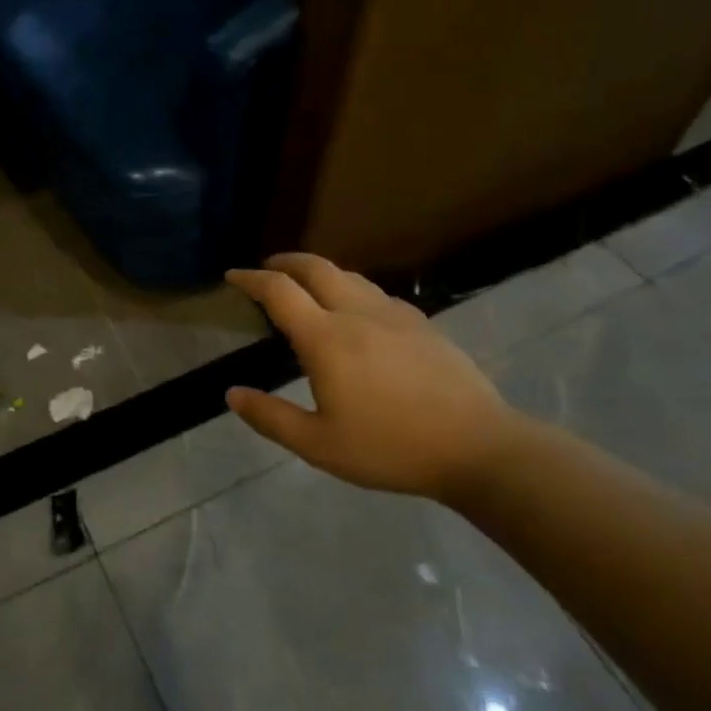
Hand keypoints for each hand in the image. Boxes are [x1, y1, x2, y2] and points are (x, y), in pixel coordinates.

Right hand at [225, 253, 521, 501]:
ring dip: (319, 272)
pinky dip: (351, 289)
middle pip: (315, 268)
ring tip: (307, 286)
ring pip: (349, 276)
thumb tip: (232, 393)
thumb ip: (271, 417)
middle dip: (285, 262)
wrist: (478, 447)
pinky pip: (376, 293)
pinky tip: (357, 312)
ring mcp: (394, 314)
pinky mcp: (422, 324)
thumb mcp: (320, 445)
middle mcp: (357, 313)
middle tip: (267, 268)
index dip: (251, 279)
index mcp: (326, 338)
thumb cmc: (391, 448)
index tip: (233, 276)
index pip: (279, 291)